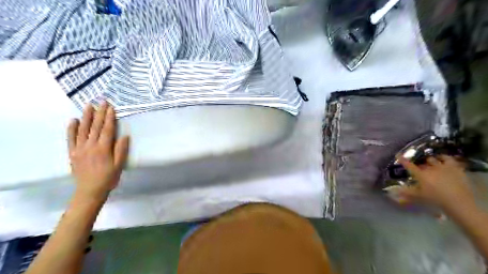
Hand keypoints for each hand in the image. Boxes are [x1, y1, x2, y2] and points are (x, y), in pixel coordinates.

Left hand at [67, 102, 130, 200]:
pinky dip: (71, 129)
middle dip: (99, 113)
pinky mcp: (72, 153)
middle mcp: (90, 146)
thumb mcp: (119, 165)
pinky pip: (71, 138)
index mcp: (103, 148)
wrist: (90, 190)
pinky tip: (73, 120)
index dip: (109, 118)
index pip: (107, 129)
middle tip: (102, 101)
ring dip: (86, 116)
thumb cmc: (108, 178)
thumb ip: (121, 150)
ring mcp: (79, 148)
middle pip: (95, 126)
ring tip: (89, 106)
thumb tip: (124, 136)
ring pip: (83, 129)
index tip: (111, 107)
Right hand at [399, 156, 474, 210]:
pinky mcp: (454, 167)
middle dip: (420, 165)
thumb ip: (406, 192)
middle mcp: (430, 168)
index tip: (398, 154)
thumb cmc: (436, 199)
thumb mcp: (419, 196)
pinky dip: (443, 158)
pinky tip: (442, 159)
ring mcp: (443, 167)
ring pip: (433, 159)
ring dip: (430, 161)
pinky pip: (448, 158)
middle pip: (422, 163)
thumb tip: (393, 191)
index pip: (409, 165)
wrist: (458, 202)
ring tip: (431, 163)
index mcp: (421, 174)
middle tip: (420, 169)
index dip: (403, 159)